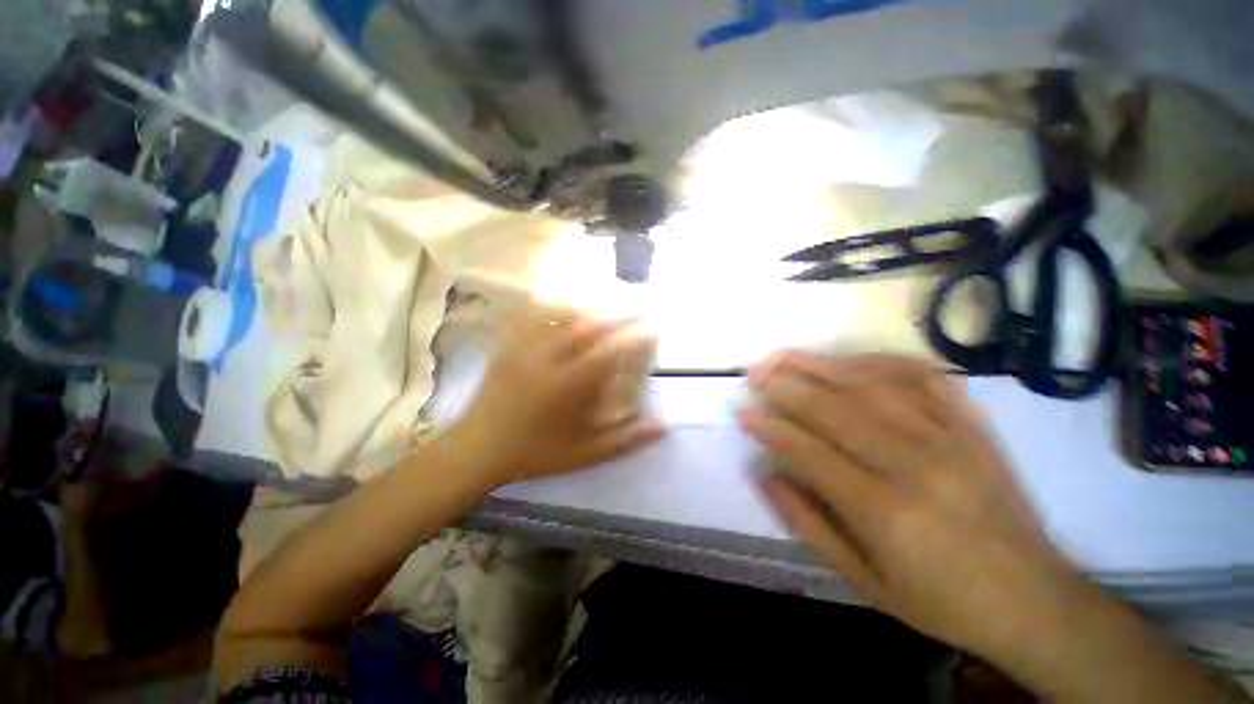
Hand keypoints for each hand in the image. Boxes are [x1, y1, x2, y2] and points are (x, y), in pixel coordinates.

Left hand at [445, 304, 664, 488]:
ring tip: (609, 300)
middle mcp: (545, 360)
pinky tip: (566, 302)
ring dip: (589, 304)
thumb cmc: (533, 454)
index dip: (634, 337)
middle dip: (618, 312)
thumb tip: (662, 426)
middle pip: (587, 324)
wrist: (477, 449)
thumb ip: (624, 440)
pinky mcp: (508, 345)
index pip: (607, 352)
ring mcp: (523, 348)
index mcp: (565, 387)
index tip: (654, 328)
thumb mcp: (583, 455)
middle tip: (639, 305)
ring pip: (560, 313)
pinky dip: (554, 305)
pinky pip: (533, 315)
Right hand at [741, 352, 1088, 660]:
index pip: (809, 452)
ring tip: (788, 358)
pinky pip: (923, 377)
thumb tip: (766, 475)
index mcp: (886, 511)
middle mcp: (916, 464)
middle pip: (835, 408)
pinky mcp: (972, 425)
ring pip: (873, 384)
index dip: (770, 428)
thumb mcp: (864, 582)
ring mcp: (950, 437)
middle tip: (756, 375)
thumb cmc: (941, 600)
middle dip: (786, 386)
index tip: (743, 413)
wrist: (1035, 600)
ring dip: (822, 365)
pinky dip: (880, 360)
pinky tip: (852, 360)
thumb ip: (808, 524)